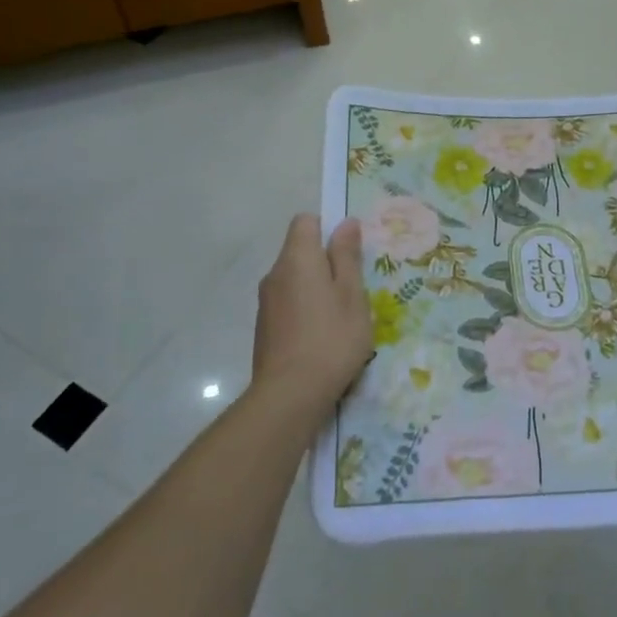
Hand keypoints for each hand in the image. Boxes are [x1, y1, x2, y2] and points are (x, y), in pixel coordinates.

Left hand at [252, 214, 373, 414]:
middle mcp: (275, 274)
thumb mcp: (352, 295)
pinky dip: (304, 311)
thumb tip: (346, 223)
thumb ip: (347, 256)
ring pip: (294, 280)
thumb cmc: (331, 338)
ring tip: (340, 318)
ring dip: (316, 289)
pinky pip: (288, 304)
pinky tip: (321, 338)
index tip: (348, 253)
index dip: (328, 229)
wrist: (290, 394)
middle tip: (353, 291)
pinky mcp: (264, 328)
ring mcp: (266, 302)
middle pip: (300, 252)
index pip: (305, 222)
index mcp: (297, 258)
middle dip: (326, 263)